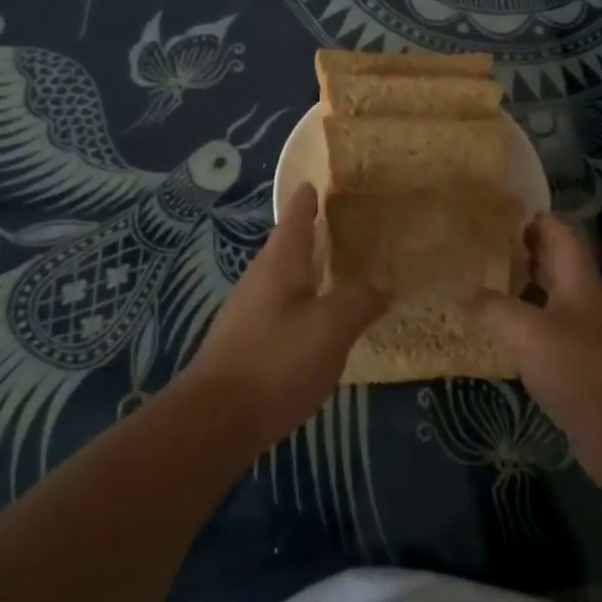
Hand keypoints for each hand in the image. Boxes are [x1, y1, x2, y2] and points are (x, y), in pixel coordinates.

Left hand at [187, 183, 388, 447]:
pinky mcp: (247, 342)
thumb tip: (383, 286)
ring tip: (340, 270)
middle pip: (288, 246)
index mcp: (280, 263)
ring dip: (309, 269)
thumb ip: (360, 302)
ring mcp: (249, 311)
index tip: (319, 181)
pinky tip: (320, 320)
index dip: (308, 198)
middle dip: (313, 233)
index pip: (295, 216)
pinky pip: (282, 308)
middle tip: (346, 226)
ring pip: (285, 278)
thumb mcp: (331, 328)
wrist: (217, 419)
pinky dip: (304, 301)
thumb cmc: (277, 360)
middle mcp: (260, 279)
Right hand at [473, 216, 601, 489]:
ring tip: (479, 286)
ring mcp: (586, 336)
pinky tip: (498, 336)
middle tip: (478, 249)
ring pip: (549, 300)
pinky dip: (523, 328)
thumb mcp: (528, 332)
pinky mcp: (581, 367)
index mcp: (580, 281)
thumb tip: (464, 292)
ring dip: (520, 290)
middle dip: (520, 253)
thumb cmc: (581, 370)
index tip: (496, 213)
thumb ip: (494, 308)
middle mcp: (585, 301)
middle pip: (555, 264)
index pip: (560, 233)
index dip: (533, 218)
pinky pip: (547, 335)